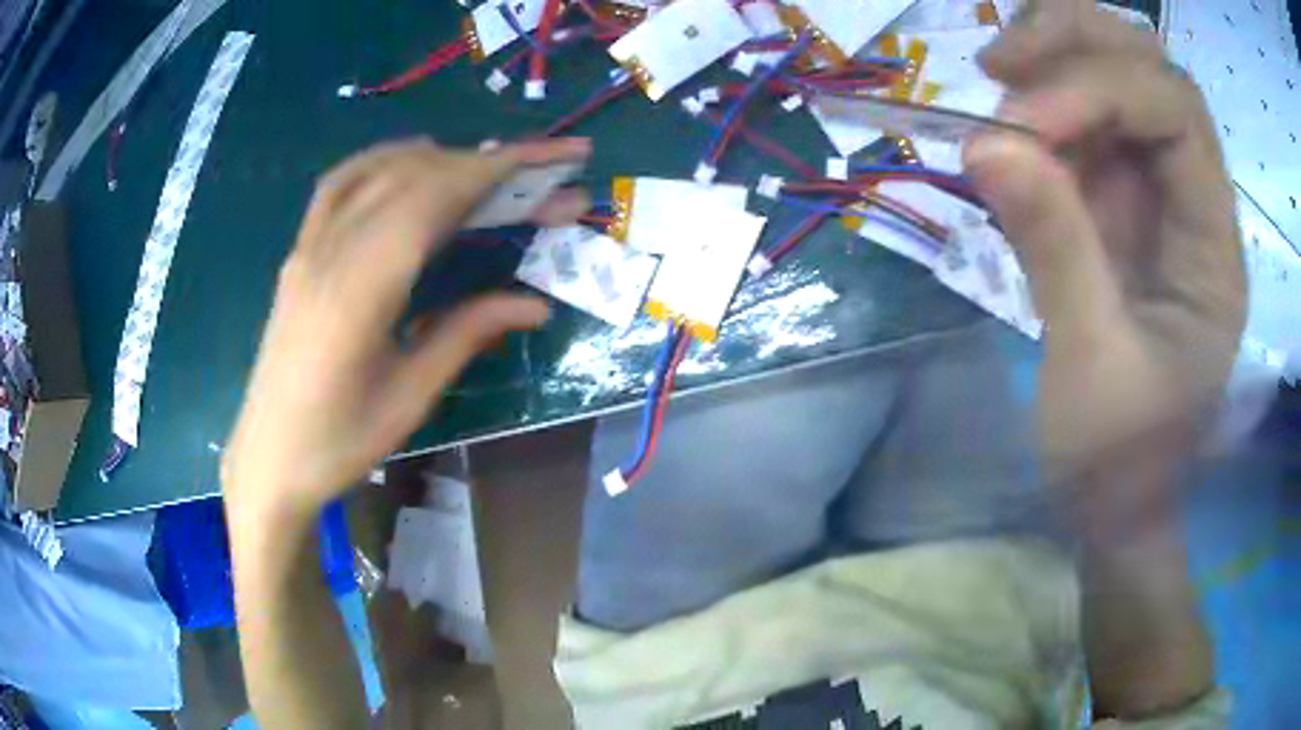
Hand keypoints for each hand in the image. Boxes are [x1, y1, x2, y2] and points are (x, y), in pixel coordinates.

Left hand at [222, 137, 590, 520]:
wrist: (267, 459)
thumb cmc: (338, 442)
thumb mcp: (410, 396)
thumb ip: (467, 334)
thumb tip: (537, 304)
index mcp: (360, 289)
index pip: (436, 197)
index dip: (499, 167)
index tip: (555, 154)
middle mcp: (331, 250)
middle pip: (415, 175)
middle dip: (487, 160)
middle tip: (545, 171)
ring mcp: (309, 246)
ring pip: (380, 171)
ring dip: (443, 159)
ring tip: (492, 170)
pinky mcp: (299, 253)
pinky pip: (341, 183)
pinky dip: (384, 160)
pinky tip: (411, 162)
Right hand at [963, 0, 1245, 482]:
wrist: (1117, 502)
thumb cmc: (1117, 462)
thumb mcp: (1089, 369)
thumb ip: (1054, 251)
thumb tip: (984, 142)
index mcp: (1215, 252)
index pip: (1176, 115)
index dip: (1099, 91)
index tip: (1017, 124)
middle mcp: (1197, 203)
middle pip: (1154, 68)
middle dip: (1077, 43)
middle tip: (998, 66)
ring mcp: (1162, 195)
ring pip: (1124, 72)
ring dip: (1058, 57)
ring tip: (995, 81)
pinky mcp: (1126, 202)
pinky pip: (1091, 117)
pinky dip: (1045, 99)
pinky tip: (1009, 125)